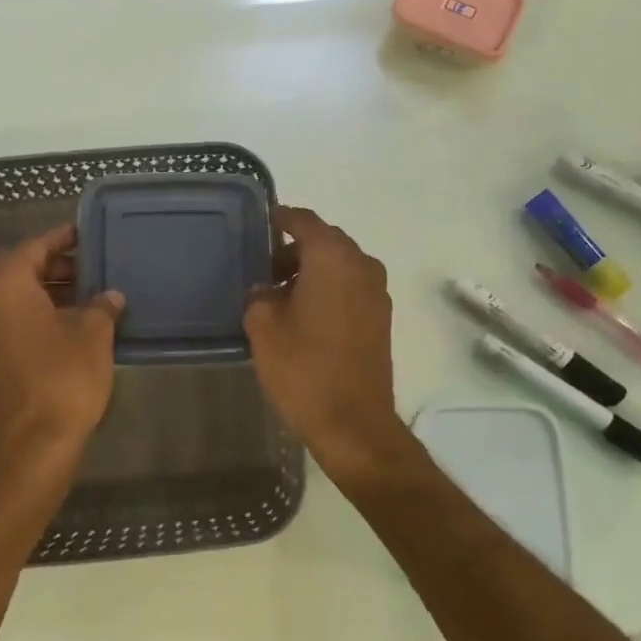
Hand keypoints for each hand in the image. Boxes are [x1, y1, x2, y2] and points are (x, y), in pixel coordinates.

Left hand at [0, 225, 122, 470]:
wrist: (35, 441)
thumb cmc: (64, 376)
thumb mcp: (93, 333)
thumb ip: (102, 305)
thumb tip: (111, 295)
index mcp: (5, 285)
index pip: (34, 248)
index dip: (63, 239)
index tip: (86, 233)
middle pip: (22, 270)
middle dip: (58, 266)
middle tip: (94, 263)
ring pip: (18, 296)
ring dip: (51, 290)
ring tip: (90, 290)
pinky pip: (14, 318)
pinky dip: (40, 312)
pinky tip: (74, 319)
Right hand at [244, 206, 406, 468]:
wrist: (353, 422)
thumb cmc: (303, 367)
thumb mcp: (263, 327)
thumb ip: (259, 296)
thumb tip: (266, 290)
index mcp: (333, 257)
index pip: (305, 221)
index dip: (282, 218)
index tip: (263, 222)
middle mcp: (361, 265)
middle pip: (326, 241)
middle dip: (296, 249)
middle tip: (265, 267)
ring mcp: (377, 292)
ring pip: (340, 265)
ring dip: (313, 270)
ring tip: (282, 294)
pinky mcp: (381, 318)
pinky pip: (351, 287)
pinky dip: (330, 288)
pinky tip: (305, 314)